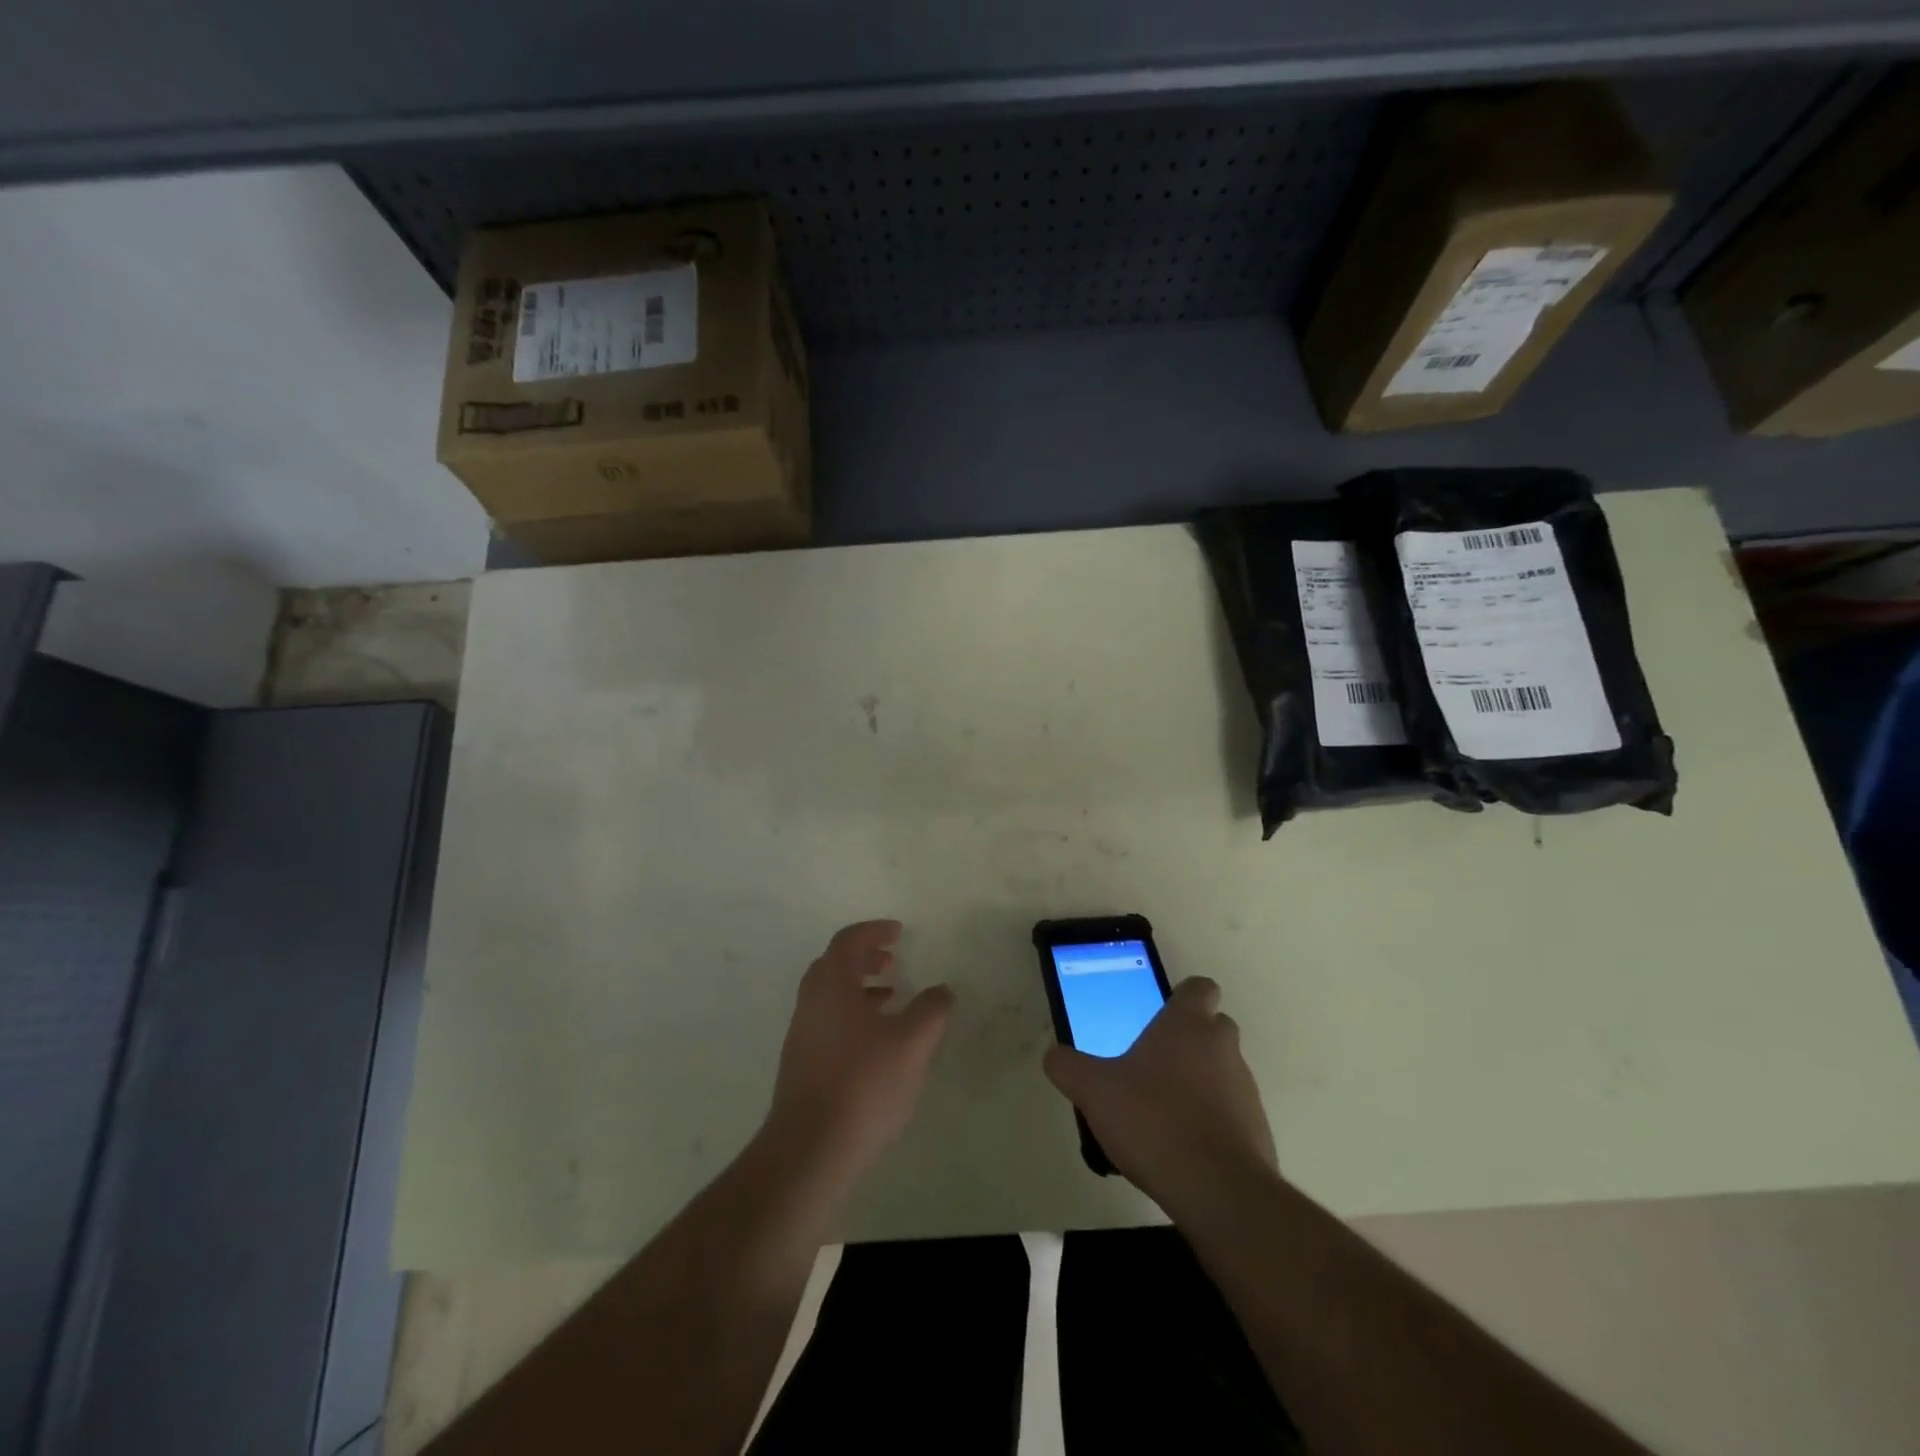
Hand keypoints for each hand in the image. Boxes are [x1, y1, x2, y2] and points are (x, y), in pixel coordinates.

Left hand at [764, 921, 954, 1185]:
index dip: (874, 931)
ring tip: (891, 999)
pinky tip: (876, 1043)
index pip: (848, 941)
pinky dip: (852, 1015)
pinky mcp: (801, 1064)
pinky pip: (828, 1021)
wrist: (809, 1149)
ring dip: (859, 988)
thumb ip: (930, 1010)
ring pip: (830, 995)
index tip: (899, 933)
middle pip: (834, 965)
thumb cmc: (863, 1084)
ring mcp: (802, 1034)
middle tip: (892, 962)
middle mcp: (810, 1002)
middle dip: (864, 958)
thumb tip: (942, 990)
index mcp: (831, 984)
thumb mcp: (911, 1043)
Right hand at [1043, 976, 1276, 1216]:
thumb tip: (1054, 1056)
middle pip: (1212, 1027)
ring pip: (1222, 1070)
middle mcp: (1222, 1047)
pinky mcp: (1257, 1130)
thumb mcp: (1094, 1091)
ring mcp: (1245, 1088)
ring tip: (1161, 1113)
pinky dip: (1211, 1120)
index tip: (1159, 1016)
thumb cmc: (1153, 1121)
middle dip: (1188, 1040)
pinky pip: (1231, 1112)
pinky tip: (1181, 1147)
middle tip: (1152, 1064)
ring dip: (1199, 1082)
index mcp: (1188, 1024)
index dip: (1182, 997)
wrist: (1217, 1190)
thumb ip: (1069, 1067)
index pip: (1199, 988)